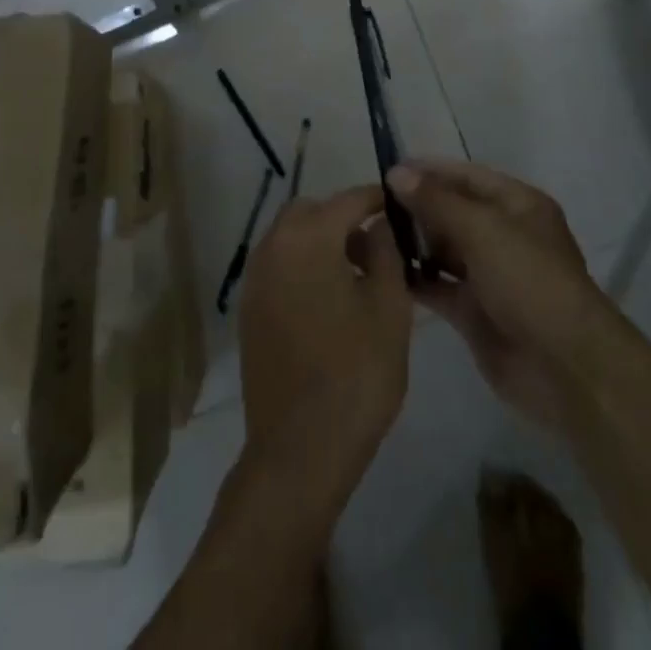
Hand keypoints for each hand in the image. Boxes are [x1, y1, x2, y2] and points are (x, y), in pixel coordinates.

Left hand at [237, 185, 411, 524]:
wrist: (299, 450)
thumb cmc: (355, 373)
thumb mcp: (389, 307)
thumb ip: (386, 252)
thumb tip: (379, 225)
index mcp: (308, 238)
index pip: (348, 200)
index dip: (378, 200)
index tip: (401, 206)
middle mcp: (273, 247)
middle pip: (312, 212)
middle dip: (344, 218)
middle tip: (377, 245)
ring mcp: (255, 279)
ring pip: (291, 238)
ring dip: (322, 242)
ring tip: (358, 275)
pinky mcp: (249, 310)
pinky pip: (279, 267)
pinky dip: (303, 266)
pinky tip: (330, 301)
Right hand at [387, 160, 605, 427]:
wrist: (564, 368)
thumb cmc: (529, 281)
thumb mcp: (483, 230)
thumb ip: (437, 201)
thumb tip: (396, 173)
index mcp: (517, 205)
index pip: (466, 176)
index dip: (429, 171)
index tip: (386, 172)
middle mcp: (503, 234)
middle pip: (452, 211)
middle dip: (416, 208)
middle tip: (370, 207)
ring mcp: (489, 274)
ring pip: (443, 249)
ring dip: (412, 243)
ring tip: (369, 237)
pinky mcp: (475, 312)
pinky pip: (439, 286)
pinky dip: (415, 279)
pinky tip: (382, 273)